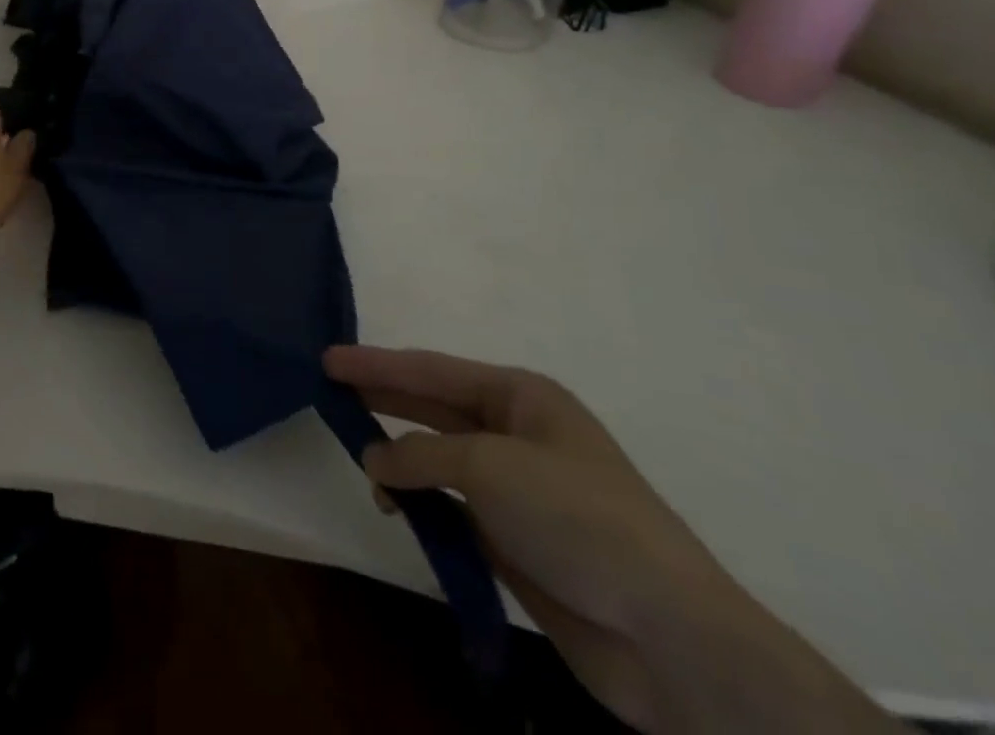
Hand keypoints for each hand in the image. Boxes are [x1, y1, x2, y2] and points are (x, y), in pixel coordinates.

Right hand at [324, 347, 899, 734]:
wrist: (668, 634)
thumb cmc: (576, 516)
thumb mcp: (488, 466)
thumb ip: (420, 455)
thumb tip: (373, 460)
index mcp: (521, 397)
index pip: (431, 370)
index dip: (377, 363)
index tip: (327, 359)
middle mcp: (516, 434)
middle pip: (433, 407)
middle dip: (383, 399)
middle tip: (327, 391)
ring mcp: (517, 489)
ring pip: (439, 459)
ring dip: (400, 460)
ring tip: (359, 460)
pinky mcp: (515, 540)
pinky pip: (452, 508)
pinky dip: (422, 505)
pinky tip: (397, 510)